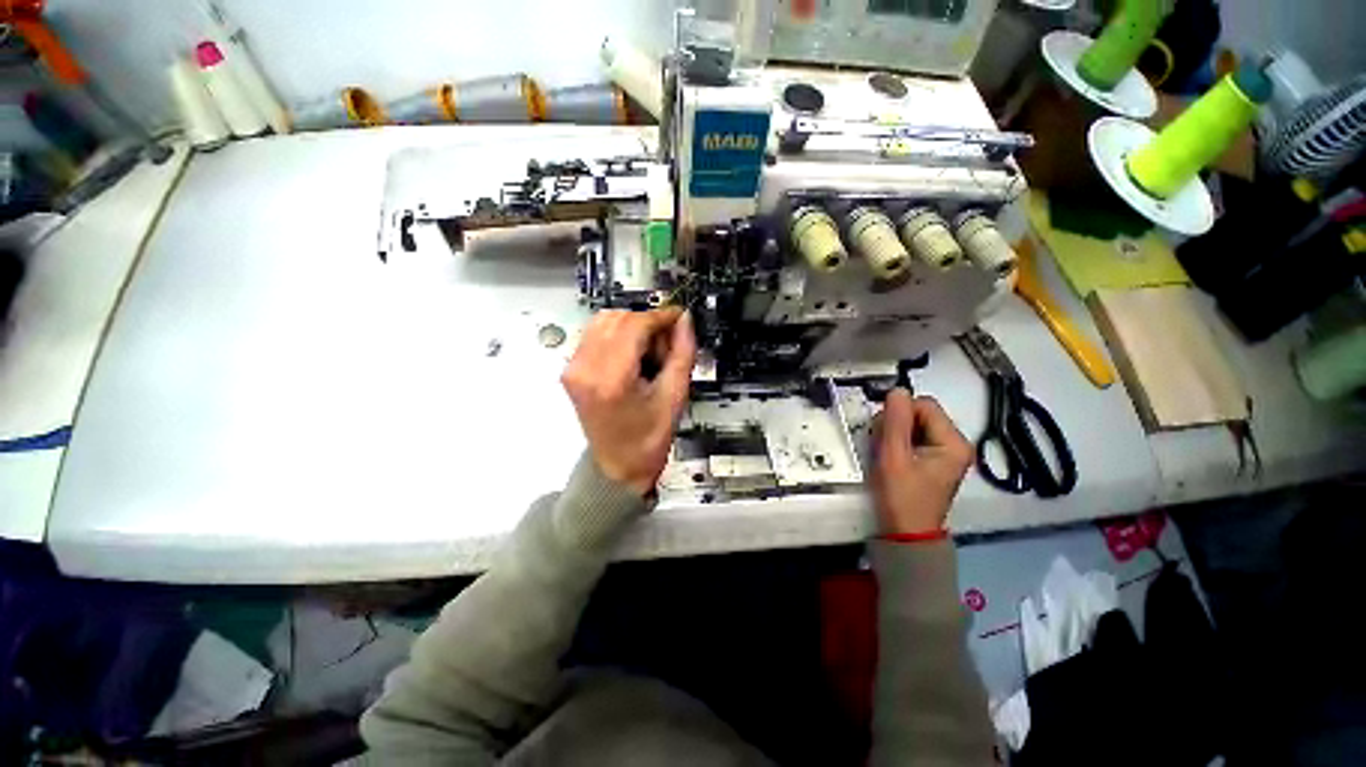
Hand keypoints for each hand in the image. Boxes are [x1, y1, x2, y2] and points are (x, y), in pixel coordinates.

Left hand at [561, 308, 696, 496]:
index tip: (678, 317)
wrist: (618, 466)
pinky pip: (595, 334)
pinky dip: (618, 335)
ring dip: (632, 327)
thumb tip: (684, 320)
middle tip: (665, 345)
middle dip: (647, 323)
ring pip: (604, 320)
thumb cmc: (648, 440)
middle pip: (618, 318)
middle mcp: (584, 369)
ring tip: (649, 352)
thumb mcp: (675, 396)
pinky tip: (632, 356)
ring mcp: (573, 369)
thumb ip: (682, 352)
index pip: (635, 325)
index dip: (660, 316)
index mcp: (611, 380)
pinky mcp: (571, 370)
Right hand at [871, 389, 973, 535]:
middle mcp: (954, 443)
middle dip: (895, 423)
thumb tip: (897, 390)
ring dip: (893, 433)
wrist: (905, 534)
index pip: (924, 405)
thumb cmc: (901, 497)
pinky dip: (896, 442)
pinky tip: (889, 457)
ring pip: (913, 424)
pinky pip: (912, 437)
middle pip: (919, 413)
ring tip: (884, 454)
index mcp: (953, 442)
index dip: (899, 413)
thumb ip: (894, 421)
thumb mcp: (893, 457)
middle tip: (882, 445)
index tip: (883, 432)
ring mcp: (944, 452)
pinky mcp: (932, 459)